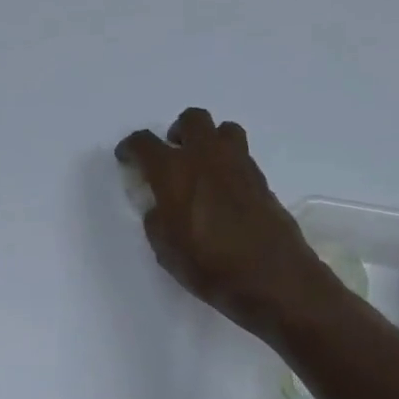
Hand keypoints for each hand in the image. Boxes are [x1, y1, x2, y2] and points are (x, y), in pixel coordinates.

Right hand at [115, 108, 330, 339]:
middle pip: (192, 120)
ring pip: (223, 130)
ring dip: (208, 140)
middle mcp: (206, 157)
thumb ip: (157, 219)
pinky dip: (228, 163)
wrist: (271, 278)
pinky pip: (241, 155)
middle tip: (172, 155)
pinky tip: (223, 190)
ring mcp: (239, 165)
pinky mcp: (261, 179)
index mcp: (174, 172)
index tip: (127, 157)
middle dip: (177, 132)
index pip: (145, 143)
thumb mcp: (166, 250)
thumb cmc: (209, 267)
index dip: (131, 147)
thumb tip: (160, 206)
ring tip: (202, 167)